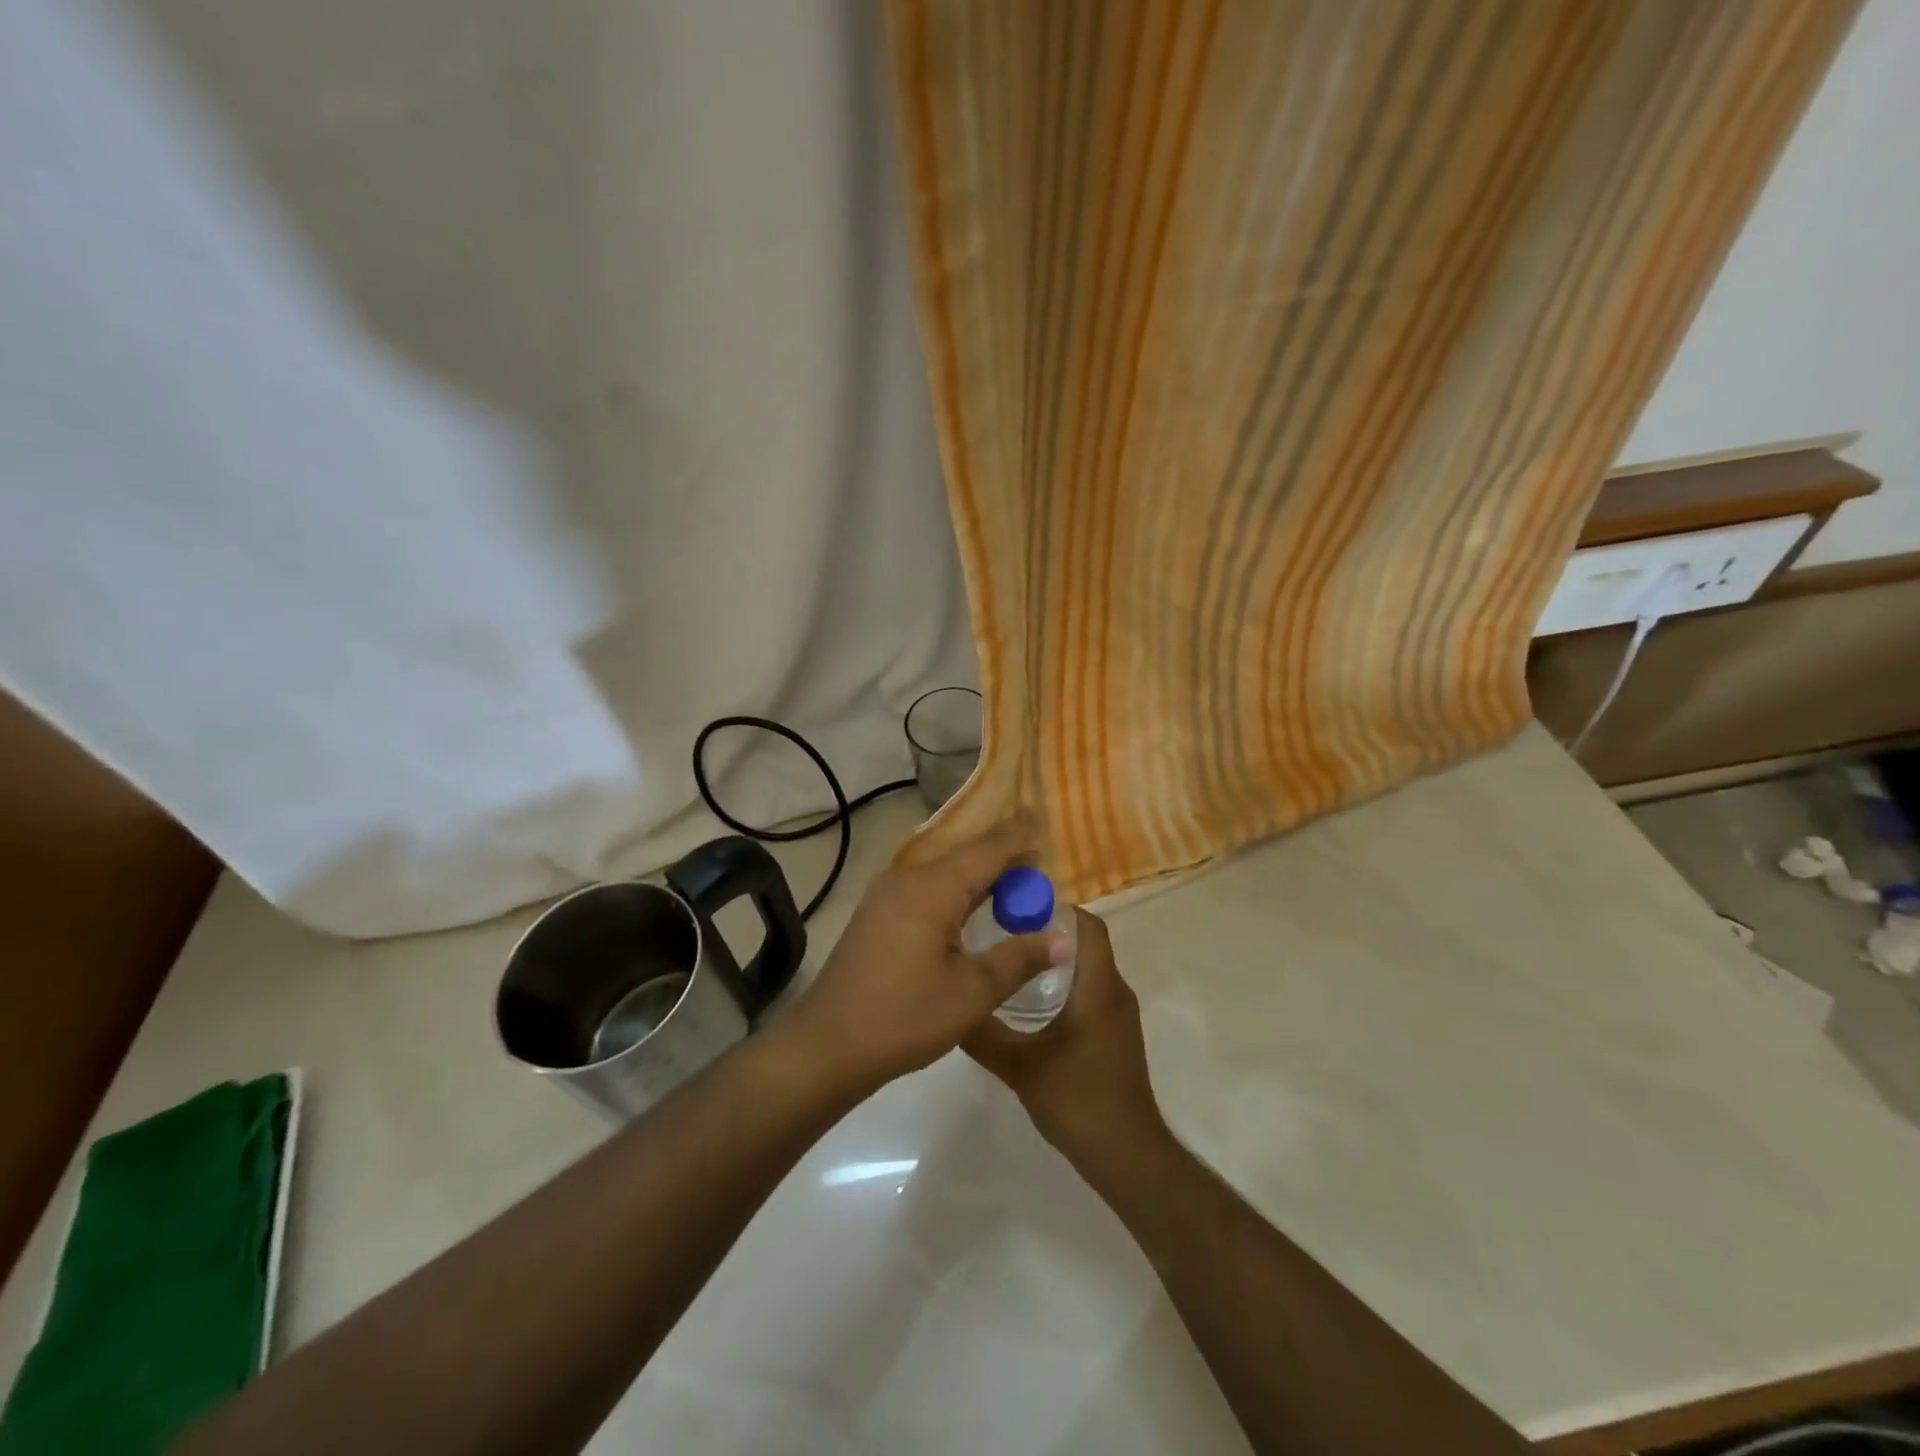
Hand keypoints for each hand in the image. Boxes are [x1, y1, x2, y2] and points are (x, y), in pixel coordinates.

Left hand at [782, 816, 1073, 1089]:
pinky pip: (927, 888)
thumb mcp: (972, 992)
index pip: (987, 849)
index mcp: (932, 887)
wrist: (827, 1045)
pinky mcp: (877, 914)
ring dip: (980, 878)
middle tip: (1041, 868)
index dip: (1021, 837)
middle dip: (1004, 859)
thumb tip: (1065, 940)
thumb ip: (1020, 959)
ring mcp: (886, 894)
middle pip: (965, 856)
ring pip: (945, 872)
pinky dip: (957, 892)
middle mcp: (907, 878)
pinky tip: (972, 911)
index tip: (1048, 823)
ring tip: (1016, 887)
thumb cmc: (905, 1016)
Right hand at [964, 909, 1168, 1170]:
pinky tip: (1030, 1002)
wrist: (1127, 1156)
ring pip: (1087, 969)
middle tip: (1002, 931)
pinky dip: (1064, 984)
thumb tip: (950, 1002)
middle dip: (1047, 932)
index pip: (1088, 926)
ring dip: (1054, 960)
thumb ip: (983, 1034)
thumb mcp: (1020, 1066)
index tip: (1017, 906)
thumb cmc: (1078, 1100)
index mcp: (1099, 987)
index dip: (1057, 908)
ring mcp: (1118, 1014)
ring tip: (1010, 960)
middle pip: (1085, 943)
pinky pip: (1090, 991)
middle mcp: (1115, 991)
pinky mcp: (1115, 1034)